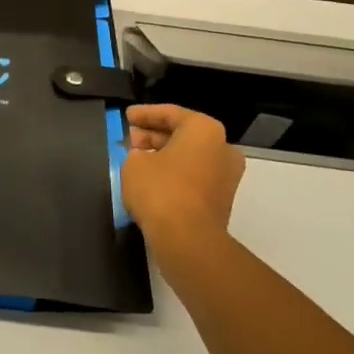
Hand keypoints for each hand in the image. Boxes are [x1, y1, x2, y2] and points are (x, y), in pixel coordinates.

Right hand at [121, 105, 243, 256]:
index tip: (126, 116)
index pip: (170, 113)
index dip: (144, 114)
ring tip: (136, 158)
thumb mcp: (134, 163)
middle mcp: (222, 147)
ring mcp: (226, 175)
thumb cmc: (160, 189)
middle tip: (129, 138)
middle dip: (154, 135)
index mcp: (205, 129)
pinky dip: (174, 173)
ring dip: (164, 155)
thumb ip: (136, 152)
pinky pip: (194, 176)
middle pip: (183, 134)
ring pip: (189, 156)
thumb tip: (143, 157)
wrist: (188, 239)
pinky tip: (151, 179)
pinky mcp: (221, 199)